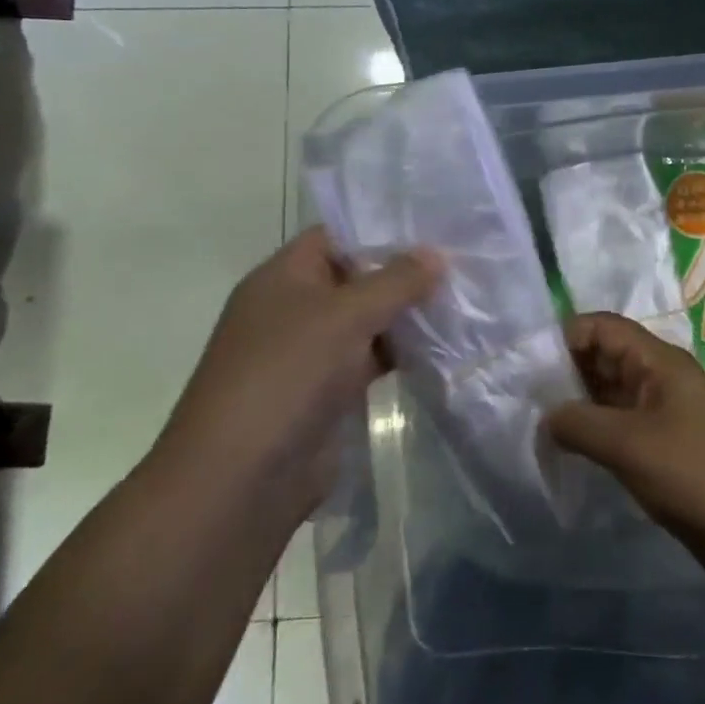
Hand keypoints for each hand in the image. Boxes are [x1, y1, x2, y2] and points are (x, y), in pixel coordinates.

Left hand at [154, 228, 439, 509]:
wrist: (241, 479)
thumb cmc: (286, 374)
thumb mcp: (345, 315)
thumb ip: (396, 281)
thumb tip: (437, 254)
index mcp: (283, 276)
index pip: (337, 234)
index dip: (382, 226)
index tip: (434, 224)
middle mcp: (295, 308)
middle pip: (357, 276)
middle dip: (404, 271)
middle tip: (461, 259)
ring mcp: (311, 352)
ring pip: (368, 320)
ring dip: (407, 314)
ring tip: (463, 296)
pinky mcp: (328, 391)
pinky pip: (371, 358)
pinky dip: (402, 352)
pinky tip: (444, 343)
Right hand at [547, 313, 704, 587]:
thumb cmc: (689, 472)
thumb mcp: (627, 444)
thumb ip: (579, 423)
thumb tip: (546, 416)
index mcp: (659, 361)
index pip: (605, 327)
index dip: (568, 336)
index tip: (530, 362)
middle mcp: (660, 376)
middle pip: (607, 354)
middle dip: (568, 368)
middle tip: (525, 392)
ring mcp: (662, 409)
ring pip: (611, 389)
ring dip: (578, 400)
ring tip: (537, 417)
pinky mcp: (662, 441)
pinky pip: (619, 419)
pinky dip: (594, 425)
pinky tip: (568, 444)